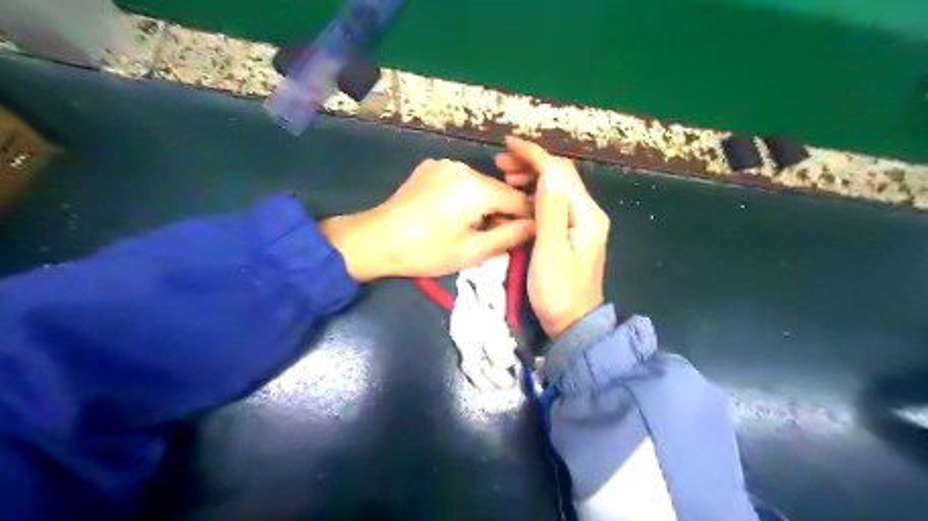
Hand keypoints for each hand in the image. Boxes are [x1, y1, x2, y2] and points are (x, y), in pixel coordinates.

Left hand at [323, 158, 533, 280]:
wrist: (376, 240)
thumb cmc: (425, 252)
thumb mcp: (471, 251)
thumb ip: (509, 237)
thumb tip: (536, 225)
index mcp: (476, 188)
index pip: (518, 199)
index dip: (526, 219)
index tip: (524, 236)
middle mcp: (463, 167)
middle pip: (498, 189)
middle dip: (503, 211)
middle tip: (494, 236)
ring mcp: (444, 163)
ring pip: (479, 184)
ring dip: (484, 203)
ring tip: (471, 226)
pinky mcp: (430, 166)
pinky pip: (460, 180)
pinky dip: (465, 194)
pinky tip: (451, 213)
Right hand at [492, 136, 610, 340]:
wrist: (573, 323)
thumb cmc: (557, 291)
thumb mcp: (549, 251)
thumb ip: (550, 211)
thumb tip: (547, 172)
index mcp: (586, 215)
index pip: (559, 172)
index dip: (534, 155)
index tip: (507, 144)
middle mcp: (589, 213)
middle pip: (561, 175)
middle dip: (532, 163)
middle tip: (501, 163)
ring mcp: (582, 222)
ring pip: (558, 187)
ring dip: (534, 176)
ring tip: (507, 177)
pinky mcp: (573, 232)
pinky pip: (555, 202)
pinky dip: (537, 193)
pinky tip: (521, 196)